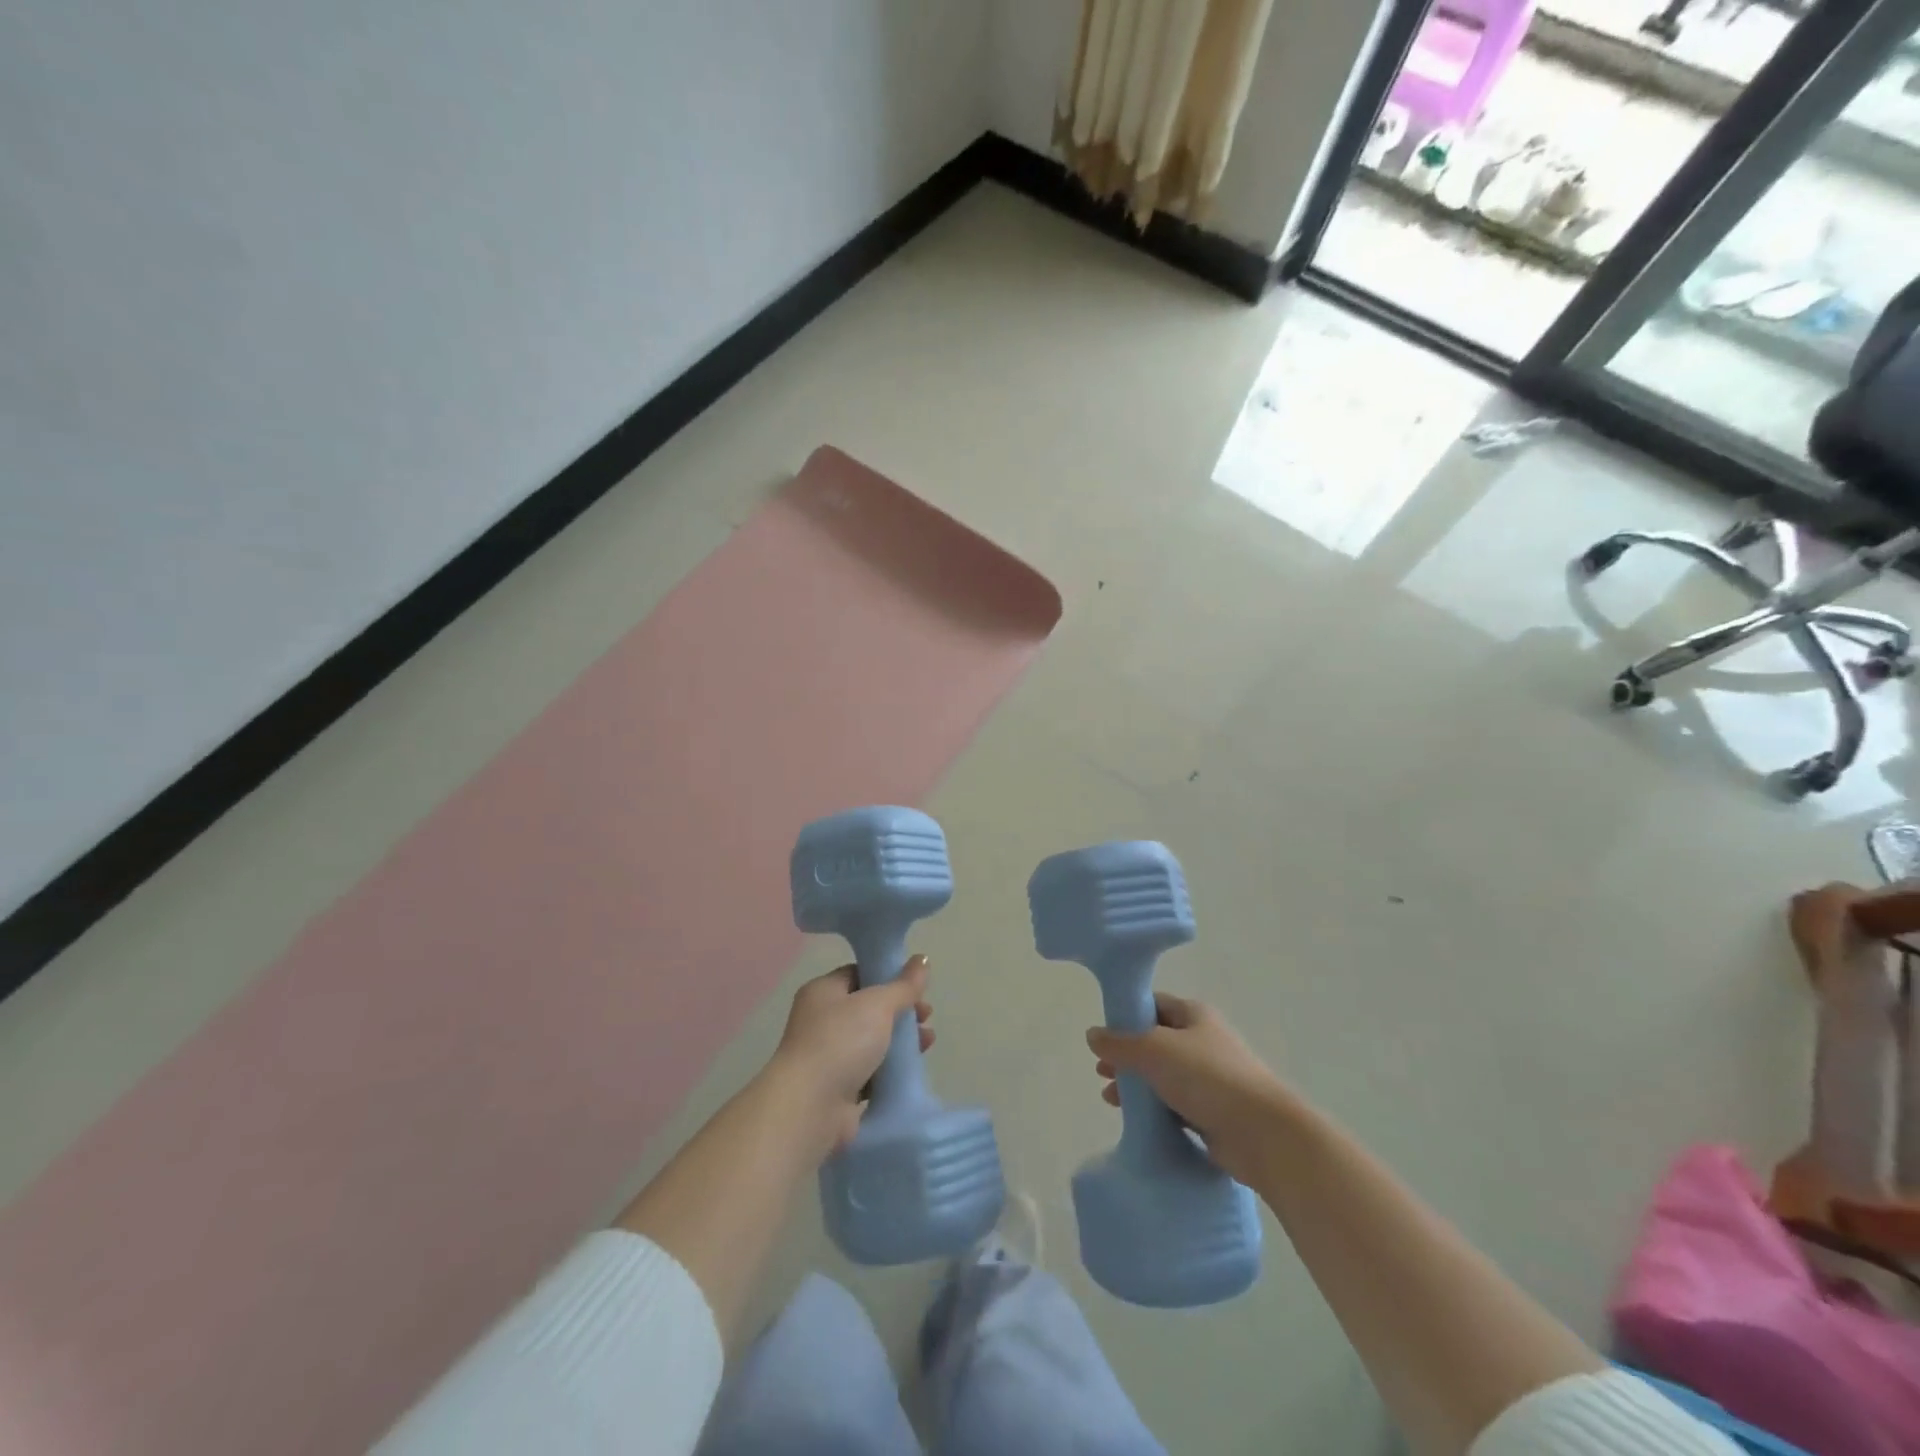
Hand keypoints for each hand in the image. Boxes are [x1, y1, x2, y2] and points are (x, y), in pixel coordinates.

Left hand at [770, 956, 932, 1154]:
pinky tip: (910, 1070)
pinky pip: (869, 1072)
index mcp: (822, 991)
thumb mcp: (877, 1004)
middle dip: (900, 1012)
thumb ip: (903, 985)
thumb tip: (923, 959)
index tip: (916, 987)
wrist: (810, 1107)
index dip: (888, 977)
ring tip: (927, 1043)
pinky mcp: (836, 1088)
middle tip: (927, 1017)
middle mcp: (820, 1020)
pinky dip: (889, 1070)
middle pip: (868, 1009)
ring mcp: (827, 1056)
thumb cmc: (841, 1042)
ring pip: (871, 1042)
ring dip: (899, 1041)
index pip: (858, 974)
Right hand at [1087, 993, 1287, 1184]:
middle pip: (1155, 1042)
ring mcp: (1210, 1079)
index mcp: (1194, 1015)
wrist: (1263, 1135)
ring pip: (1163, 1075)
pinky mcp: (1213, 1113)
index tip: (1103, 1034)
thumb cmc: (1208, 1078)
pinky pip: (1175, 1106)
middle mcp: (1203, 1041)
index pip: (1153, 1005)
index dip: (1126, 1016)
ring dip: (1136, 1084)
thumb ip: (1120, 1043)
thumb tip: (1092, 1035)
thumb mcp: (1154, 1050)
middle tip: (1101, 1070)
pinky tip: (1135, 1120)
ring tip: (1110, 1099)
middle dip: (1126, 1055)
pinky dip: (1154, 1110)